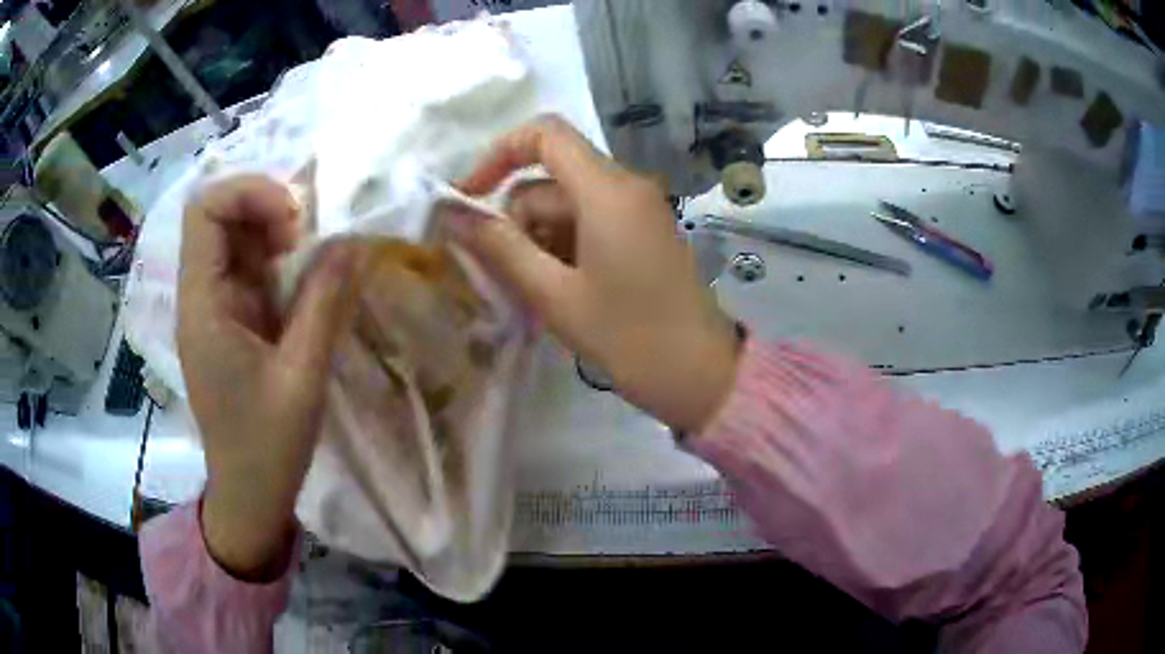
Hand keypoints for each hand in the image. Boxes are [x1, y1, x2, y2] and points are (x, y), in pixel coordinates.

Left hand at [178, 176, 359, 580]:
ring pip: (234, 237)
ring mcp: (213, 307)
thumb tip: (353, 240)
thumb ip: (324, 303)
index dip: (249, 194)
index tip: (294, 223)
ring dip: (274, 233)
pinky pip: (247, 267)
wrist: (248, 494)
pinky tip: (305, 280)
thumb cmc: (267, 446)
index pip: (205, 211)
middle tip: (308, 237)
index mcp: (202, 307)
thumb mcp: (302, 377)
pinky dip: (277, 260)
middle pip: (219, 216)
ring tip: (313, 257)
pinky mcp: (229, 320)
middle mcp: (200, 296)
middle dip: (266, 209)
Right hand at [454, 116, 739, 432]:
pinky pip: (590, 222)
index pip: (545, 134)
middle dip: (517, 219)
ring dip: (539, 239)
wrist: (702, 375)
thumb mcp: (553, 295)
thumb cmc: (628, 338)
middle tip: (505, 277)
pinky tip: (562, 291)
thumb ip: (500, 248)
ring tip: (536, 294)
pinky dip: (564, 246)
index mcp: (607, 190)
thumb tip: (452, 215)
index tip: (470, 197)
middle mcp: (626, 186)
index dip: (499, 153)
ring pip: (568, 204)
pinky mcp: (644, 233)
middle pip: (551, 179)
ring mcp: (639, 210)